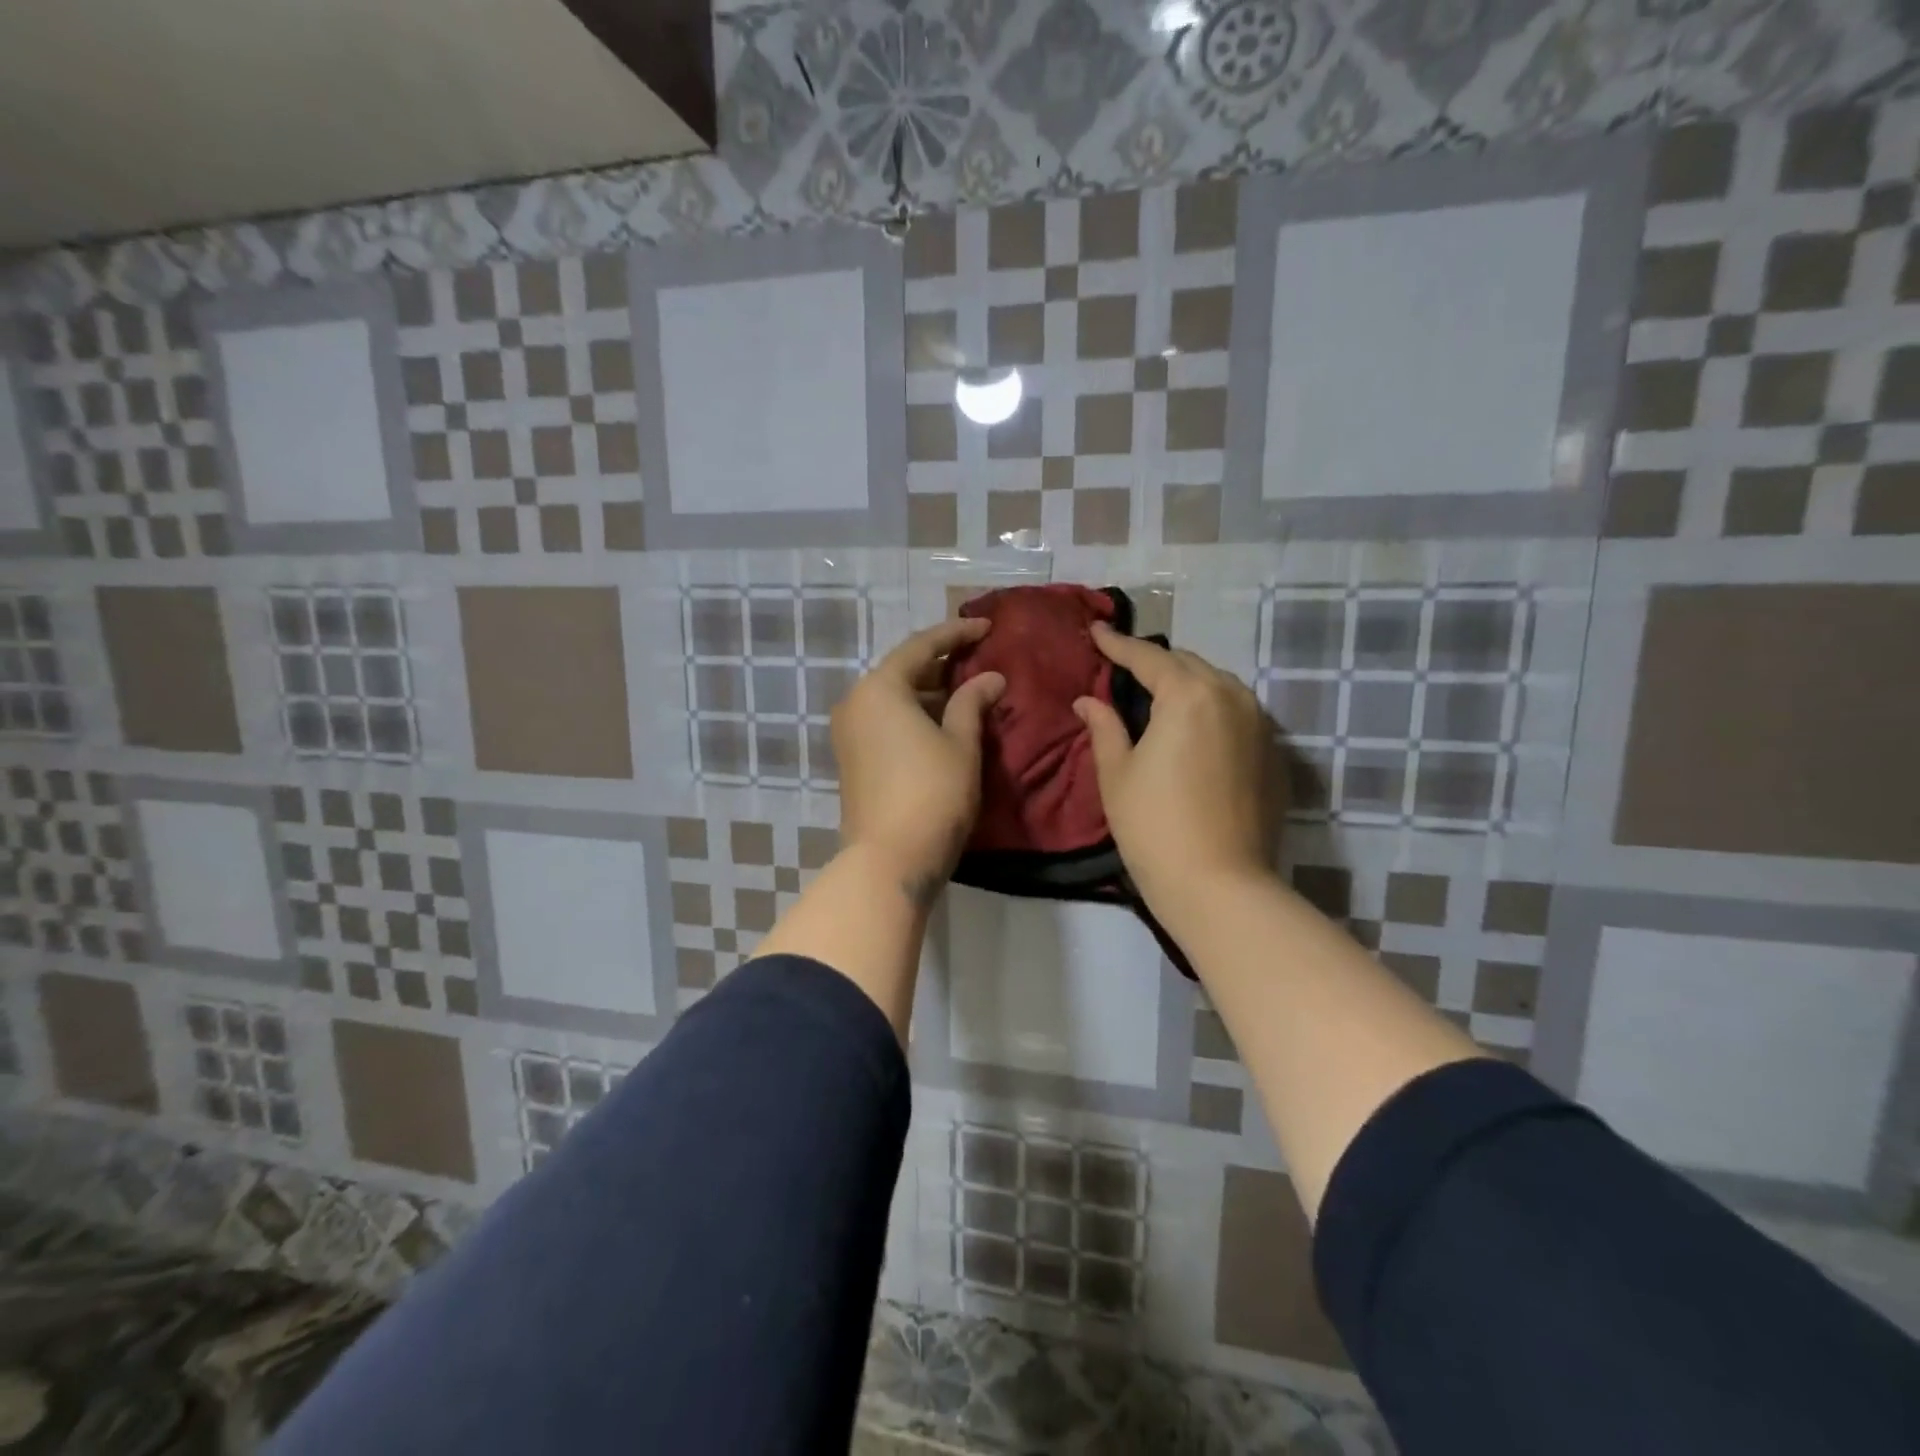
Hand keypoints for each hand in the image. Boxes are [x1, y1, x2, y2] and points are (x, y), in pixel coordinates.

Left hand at [832, 618, 1005, 904]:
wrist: (889, 859)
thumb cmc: (932, 793)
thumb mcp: (961, 743)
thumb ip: (973, 702)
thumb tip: (990, 678)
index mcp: (880, 688)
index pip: (922, 646)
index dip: (957, 634)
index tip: (986, 627)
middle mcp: (856, 702)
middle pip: (903, 671)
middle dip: (942, 665)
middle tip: (978, 659)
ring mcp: (849, 733)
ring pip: (894, 699)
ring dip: (929, 693)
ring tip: (967, 693)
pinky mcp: (851, 759)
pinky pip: (885, 722)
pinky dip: (914, 716)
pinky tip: (942, 724)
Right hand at [1074, 625, 1276, 920]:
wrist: (1220, 885)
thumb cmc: (1154, 827)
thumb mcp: (1117, 774)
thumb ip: (1104, 727)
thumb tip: (1088, 701)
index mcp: (1188, 695)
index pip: (1147, 657)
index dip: (1117, 644)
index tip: (1096, 632)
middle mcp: (1231, 697)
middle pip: (1188, 665)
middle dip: (1155, 663)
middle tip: (1124, 669)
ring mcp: (1260, 725)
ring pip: (1218, 685)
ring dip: (1187, 683)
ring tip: (1160, 696)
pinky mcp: (1273, 754)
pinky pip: (1238, 713)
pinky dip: (1212, 710)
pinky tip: (1194, 731)